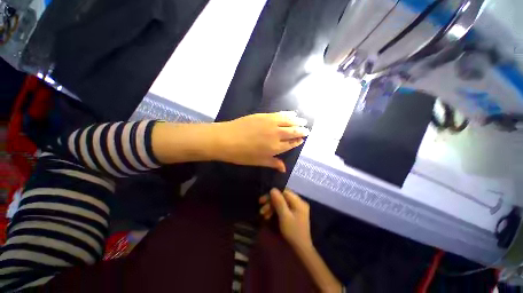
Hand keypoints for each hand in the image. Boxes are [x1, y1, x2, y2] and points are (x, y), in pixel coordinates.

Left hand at [214, 111, 308, 171]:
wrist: (226, 139)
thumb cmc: (241, 154)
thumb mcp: (258, 161)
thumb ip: (273, 163)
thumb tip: (284, 168)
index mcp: (276, 147)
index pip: (291, 144)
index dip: (297, 141)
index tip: (302, 139)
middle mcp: (277, 134)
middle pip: (293, 131)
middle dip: (301, 130)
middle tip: (307, 129)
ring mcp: (271, 123)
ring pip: (289, 121)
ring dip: (297, 121)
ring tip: (303, 120)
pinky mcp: (264, 115)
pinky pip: (280, 114)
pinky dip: (287, 114)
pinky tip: (292, 113)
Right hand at [260, 188, 342, 292]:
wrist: (301, 250)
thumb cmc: (293, 232)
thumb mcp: (284, 216)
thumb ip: (279, 201)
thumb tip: (273, 189)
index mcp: (299, 202)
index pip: (284, 192)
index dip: (273, 194)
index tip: (263, 200)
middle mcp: (299, 203)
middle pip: (282, 197)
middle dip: (271, 202)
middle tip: (261, 209)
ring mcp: (297, 209)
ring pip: (281, 203)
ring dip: (272, 208)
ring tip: (263, 215)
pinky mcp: (294, 214)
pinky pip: (283, 209)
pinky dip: (275, 212)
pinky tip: (268, 217)